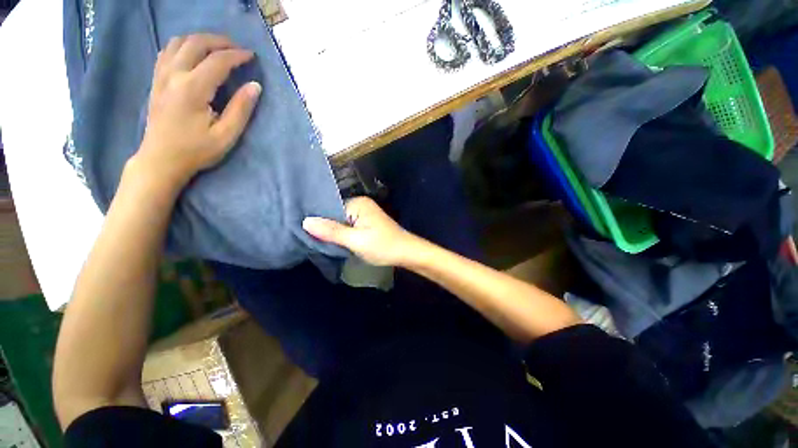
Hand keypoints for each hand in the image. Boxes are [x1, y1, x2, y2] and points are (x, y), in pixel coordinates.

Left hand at [131, 34, 261, 192]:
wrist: (161, 159)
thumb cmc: (196, 150)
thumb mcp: (226, 135)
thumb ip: (241, 109)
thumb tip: (255, 86)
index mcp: (192, 89)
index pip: (217, 61)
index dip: (237, 55)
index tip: (252, 56)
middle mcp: (174, 75)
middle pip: (196, 43)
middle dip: (219, 41)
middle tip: (237, 48)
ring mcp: (161, 76)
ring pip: (179, 42)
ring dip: (201, 40)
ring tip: (218, 48)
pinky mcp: (156, 80)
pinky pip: (168, 51)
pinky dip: (184, 45)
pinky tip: (195, 54)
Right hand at [303, 197, 423, 266]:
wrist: (407, 253)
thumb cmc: (383, 246)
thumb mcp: (355, 240)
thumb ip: (332, 231)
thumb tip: (306, 221)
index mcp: (358, 203)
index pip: (329, 208)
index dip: (318, 222)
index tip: (304, 233)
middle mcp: (361, 204)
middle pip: (335, 215)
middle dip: (326, 228)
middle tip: (311, 241)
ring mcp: (365, 214)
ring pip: (342, 222)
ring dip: (334, 233)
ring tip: (320, 243)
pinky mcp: (367, 223)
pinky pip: (349, 226)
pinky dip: (343, 235)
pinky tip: (336, 243)